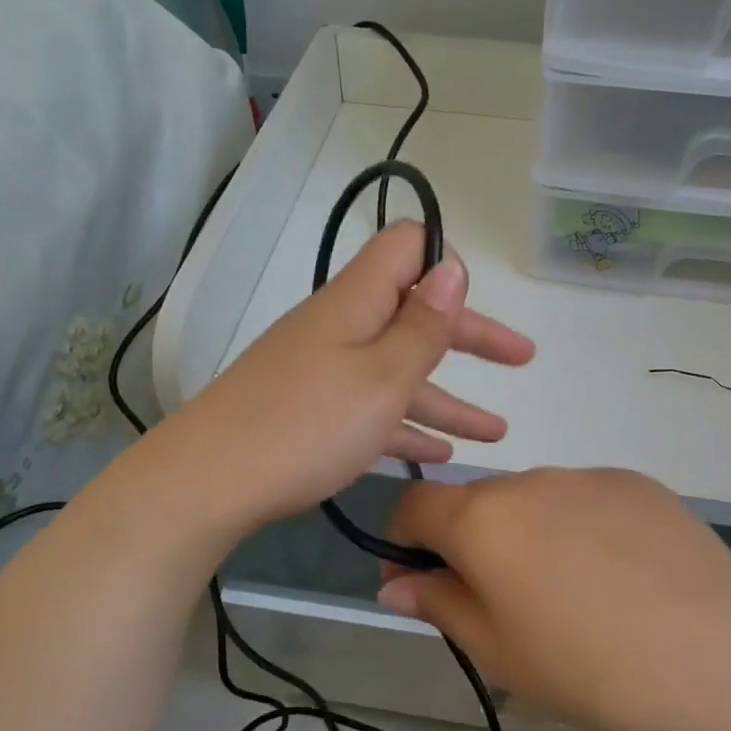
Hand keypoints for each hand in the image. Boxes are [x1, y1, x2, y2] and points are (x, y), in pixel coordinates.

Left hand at [162, 220, 533, 533]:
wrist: (208, 483)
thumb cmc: (307, 425)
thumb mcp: (381, 376)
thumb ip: (422, 325)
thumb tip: (451, 265)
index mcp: (356, 303)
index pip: (404, 247)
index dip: (443, 261)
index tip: (477, 297)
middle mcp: (339, 328)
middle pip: (413, 316)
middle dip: (471, 336)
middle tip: (523, 358)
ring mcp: (322, 372)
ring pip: (398, 373)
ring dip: (448, 399)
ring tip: (497, 433)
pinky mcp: (309, 413)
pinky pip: (371, 410)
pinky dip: (406, 426)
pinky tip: (438, 455)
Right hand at [377, 469, 730, 730]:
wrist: (719, 656)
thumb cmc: (590, 668)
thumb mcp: (498, 651)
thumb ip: (439, 605)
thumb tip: (396, 583)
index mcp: (483, 518)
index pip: (415, 503)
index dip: (404, 538)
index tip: (421, 580)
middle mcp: (530, 480)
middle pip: (477, 501)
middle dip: (471, 542)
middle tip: (504, 603)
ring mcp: (588, 476)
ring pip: (534, 500)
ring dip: (529, 534)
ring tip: (572, 594)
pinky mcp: (638, 483)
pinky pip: (586, 500)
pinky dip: (580, 528)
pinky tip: (619, 576)